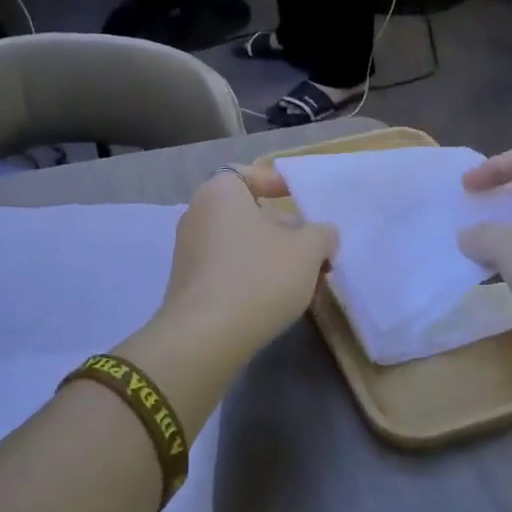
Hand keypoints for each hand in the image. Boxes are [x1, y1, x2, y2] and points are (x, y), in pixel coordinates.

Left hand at [155, 165, 336, 362]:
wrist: (206, 337)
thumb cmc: (259, 277)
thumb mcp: (307, 251)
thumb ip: (321, 235)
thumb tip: (322, 234)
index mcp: (220, 192)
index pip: (247, 174)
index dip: (275, 183)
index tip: (298, 198)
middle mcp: (198, 214)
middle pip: (247, 212)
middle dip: (283, 229)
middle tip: (313, 250)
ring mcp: (189, 251)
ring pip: (240, 243)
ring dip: (272, 256)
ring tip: (305, 281)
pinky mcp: (188, 285)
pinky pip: (227, 268)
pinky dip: (252, 276)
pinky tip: (277, 300)